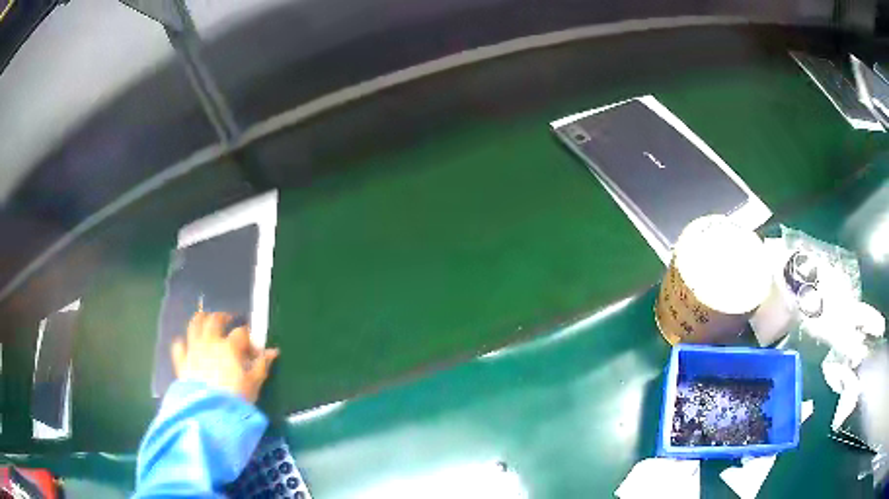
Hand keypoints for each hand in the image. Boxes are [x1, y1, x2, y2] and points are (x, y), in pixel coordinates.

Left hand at [172, 311, 278, 403]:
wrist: (210, 413)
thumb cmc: (236, 399)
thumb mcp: (254, 384)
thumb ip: (262, 365)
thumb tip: (273, 352)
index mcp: (229, 347)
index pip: (241, 333)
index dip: (249, 338)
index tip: (253, 349)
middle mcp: (209, 342)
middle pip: (215, 320)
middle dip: (223, 317)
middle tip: (228, 319)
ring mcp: (193, 349)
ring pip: (194, 325)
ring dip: (201, 319)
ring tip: (206, 320)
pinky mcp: (182, 361)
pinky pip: (179, 346)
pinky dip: (183, 343)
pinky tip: (187, 346)